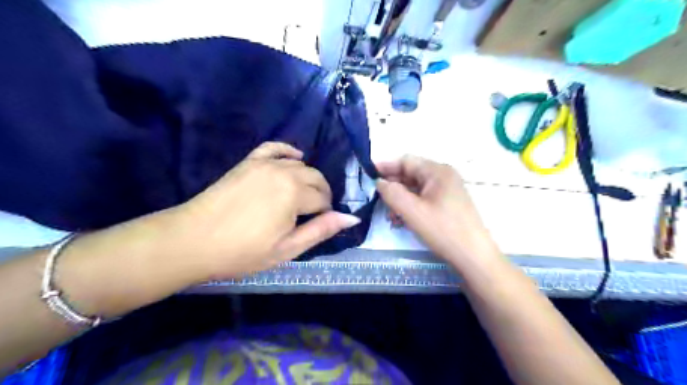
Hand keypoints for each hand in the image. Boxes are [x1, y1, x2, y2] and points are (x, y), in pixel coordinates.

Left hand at [169, 142, 359, 278]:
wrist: (193, 240)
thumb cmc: (243, 251)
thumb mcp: (287, 249)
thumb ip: (321, 230)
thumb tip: (352, 217)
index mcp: (295, 194)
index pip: (323, 198)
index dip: (325, 212)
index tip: (317, 225)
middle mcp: (284, 172)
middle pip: (315, 177)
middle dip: (321, 194)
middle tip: (313, 214)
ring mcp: (264, 164)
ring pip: (300, 165)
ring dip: (308, 179)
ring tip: (303, 196)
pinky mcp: (249, 162)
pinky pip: (274, 148)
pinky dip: (288, 151)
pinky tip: (296, 157)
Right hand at [375, 155, 500, 265]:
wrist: (474, 257)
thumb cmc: (443, 230)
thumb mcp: (413, 211)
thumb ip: (392, 193)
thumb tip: (379, 182)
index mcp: (437, 171)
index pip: (406, 161)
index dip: (385, 166)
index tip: (368, 175)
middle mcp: (443, 176)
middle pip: (411, 174)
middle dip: (393, 187)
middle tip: (377, 200)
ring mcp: (447, 190)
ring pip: (416, 189)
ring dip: (401, 200)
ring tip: (391, 216)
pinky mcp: (448, 204)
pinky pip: (424, 199)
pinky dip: (411, 207)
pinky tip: (402, 221)